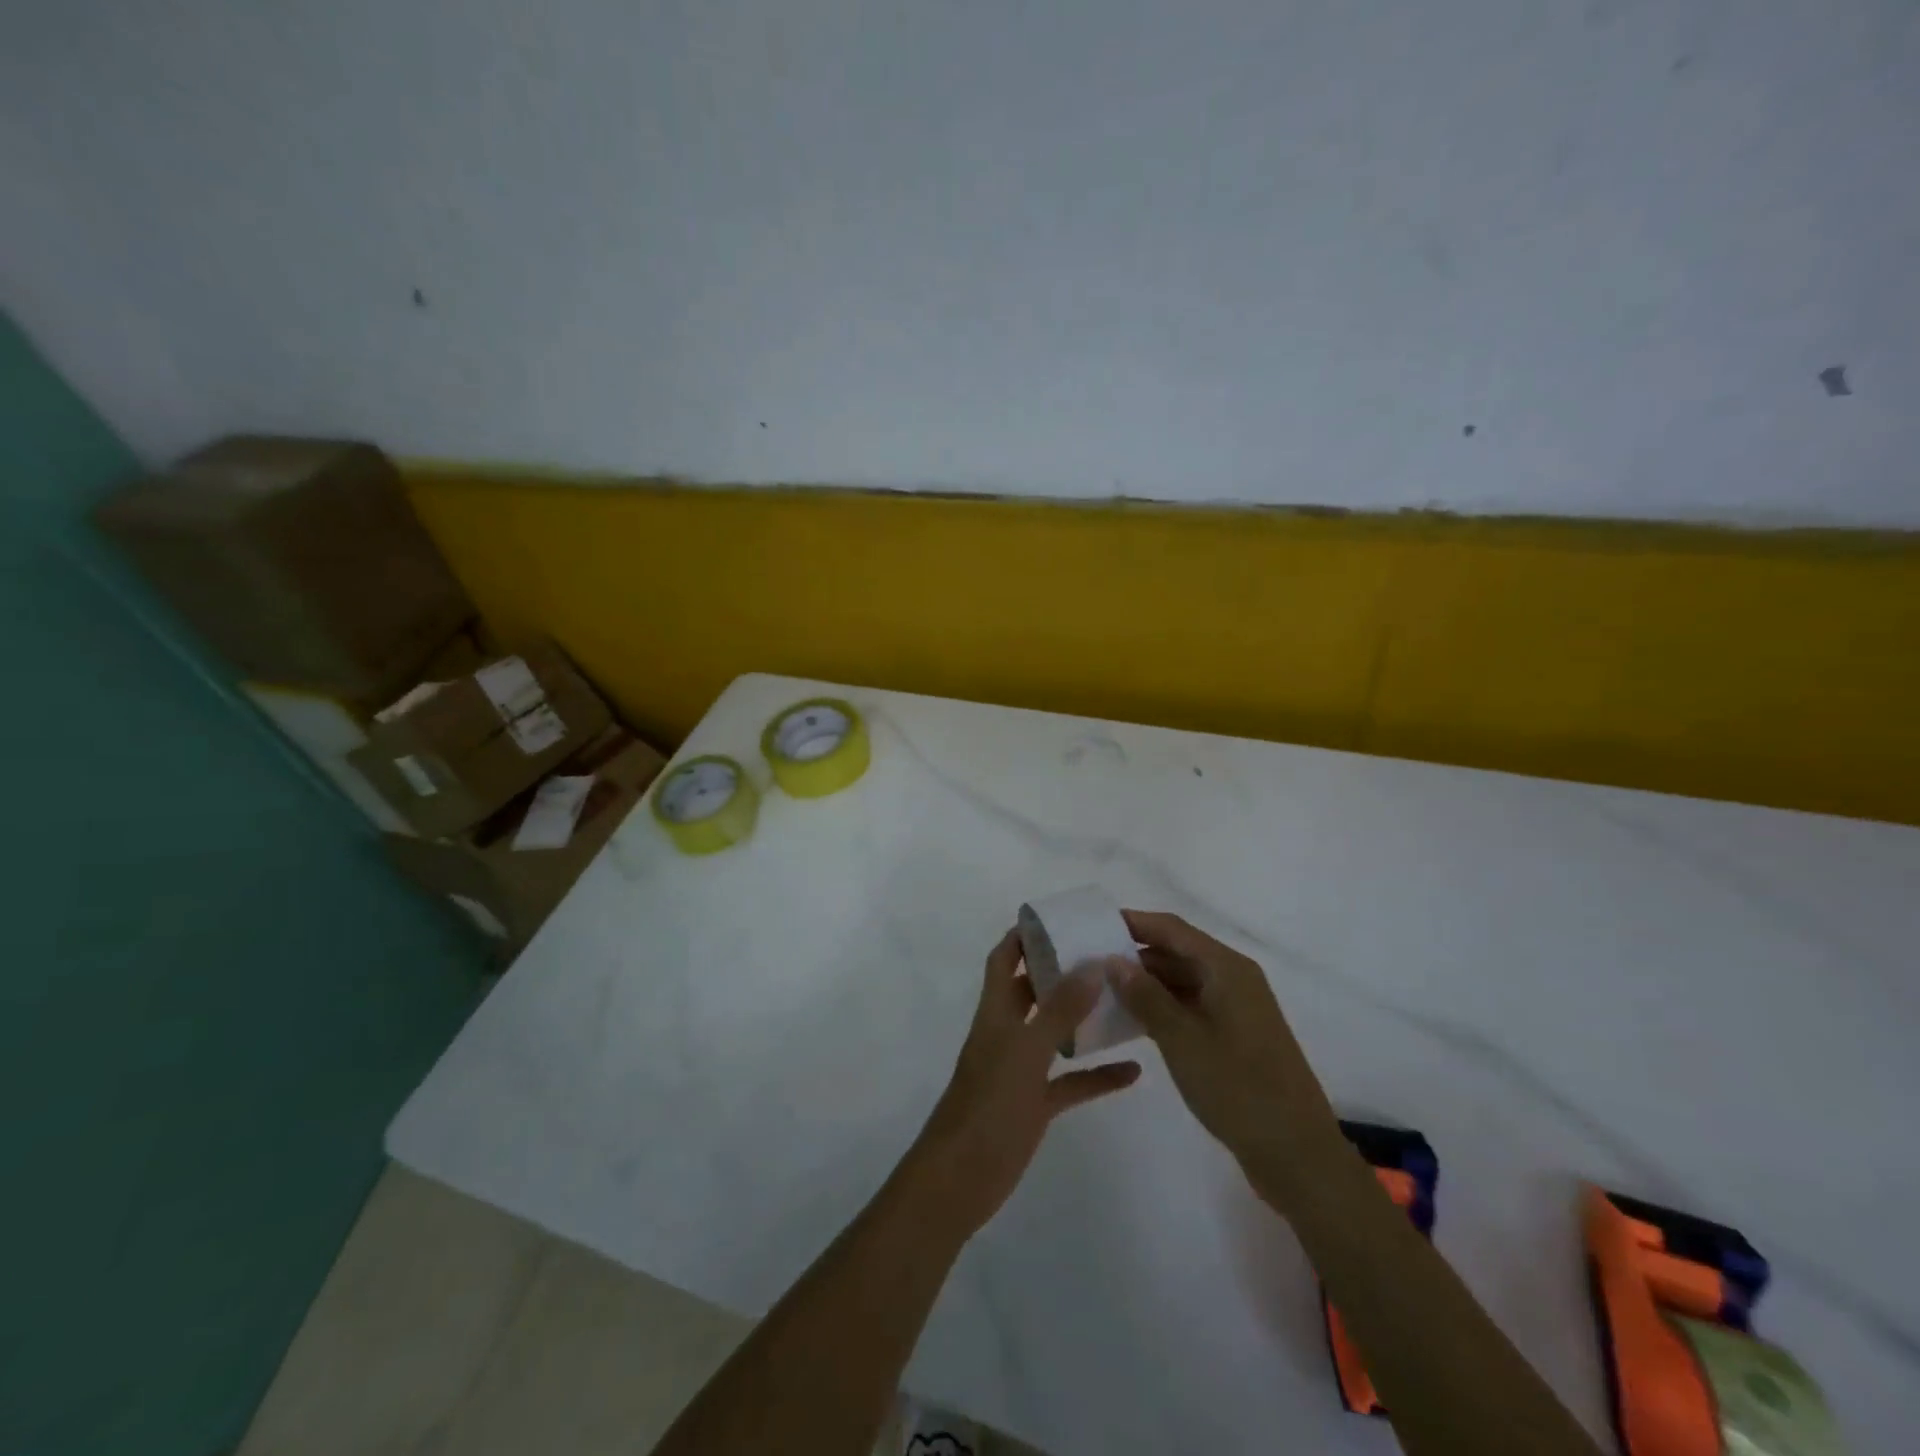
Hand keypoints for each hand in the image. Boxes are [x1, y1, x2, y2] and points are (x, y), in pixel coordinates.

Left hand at [906, 929, 1141, 1237]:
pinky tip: (1133, 1071)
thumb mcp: (1026, 1053)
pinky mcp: (1035, 1105)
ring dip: (1084, 1019)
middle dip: (1062, 971)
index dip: (1024, 936)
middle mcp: (1007, 1034)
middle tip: (1103, 955)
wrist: (960, 1180)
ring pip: (1055, 1034)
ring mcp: (1021, 1071)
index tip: (1058, 919)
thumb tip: (1092, 964)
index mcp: (995, 1012)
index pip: (1004, 960)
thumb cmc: (988, 1107)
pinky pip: (1071, 1082)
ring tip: (1124, 1001)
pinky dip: (1097, 1074)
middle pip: (1032, 991)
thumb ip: (1059, 1010)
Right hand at [1105, 910, 1340, 1203]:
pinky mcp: (1235, 1036)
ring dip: (1146, 983)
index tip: (1093, 925)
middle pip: (1178, 951)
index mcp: (1227, 968)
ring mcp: (1237, 1008)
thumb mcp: (1182, 1039)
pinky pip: (1192, 1006)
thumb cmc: (1238, 1088)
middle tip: (1090, 963)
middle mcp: (1234, 979)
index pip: (1172, 929)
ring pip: (1183, 980)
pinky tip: (1132, 1021)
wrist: (1297, 1154)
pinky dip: (1163, 1007)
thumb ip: (1145, 996)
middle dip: (1135, 954)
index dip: (1133, 922)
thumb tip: (1113, 959)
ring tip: (1102, 991)